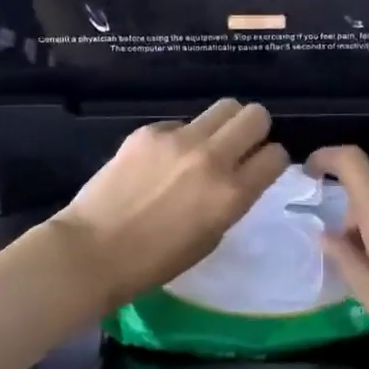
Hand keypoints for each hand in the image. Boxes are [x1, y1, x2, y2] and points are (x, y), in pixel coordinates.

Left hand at [51, 99, 289, 307]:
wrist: (92, 251)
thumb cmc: (154, 261)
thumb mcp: (210, 237)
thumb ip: (231, 200)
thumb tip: (239, 175)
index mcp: (231, 194)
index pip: (276, 155)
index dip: (272, 160)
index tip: (260, 167)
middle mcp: (212, 158)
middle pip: (256, 116)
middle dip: (255, 130)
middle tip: (239, 146)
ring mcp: (179, 139)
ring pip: (224, 106)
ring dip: (224, 124)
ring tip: (207, 144)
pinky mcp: (150, 130)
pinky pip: (181, 123)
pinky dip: (181, 137)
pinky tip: (161, 160)